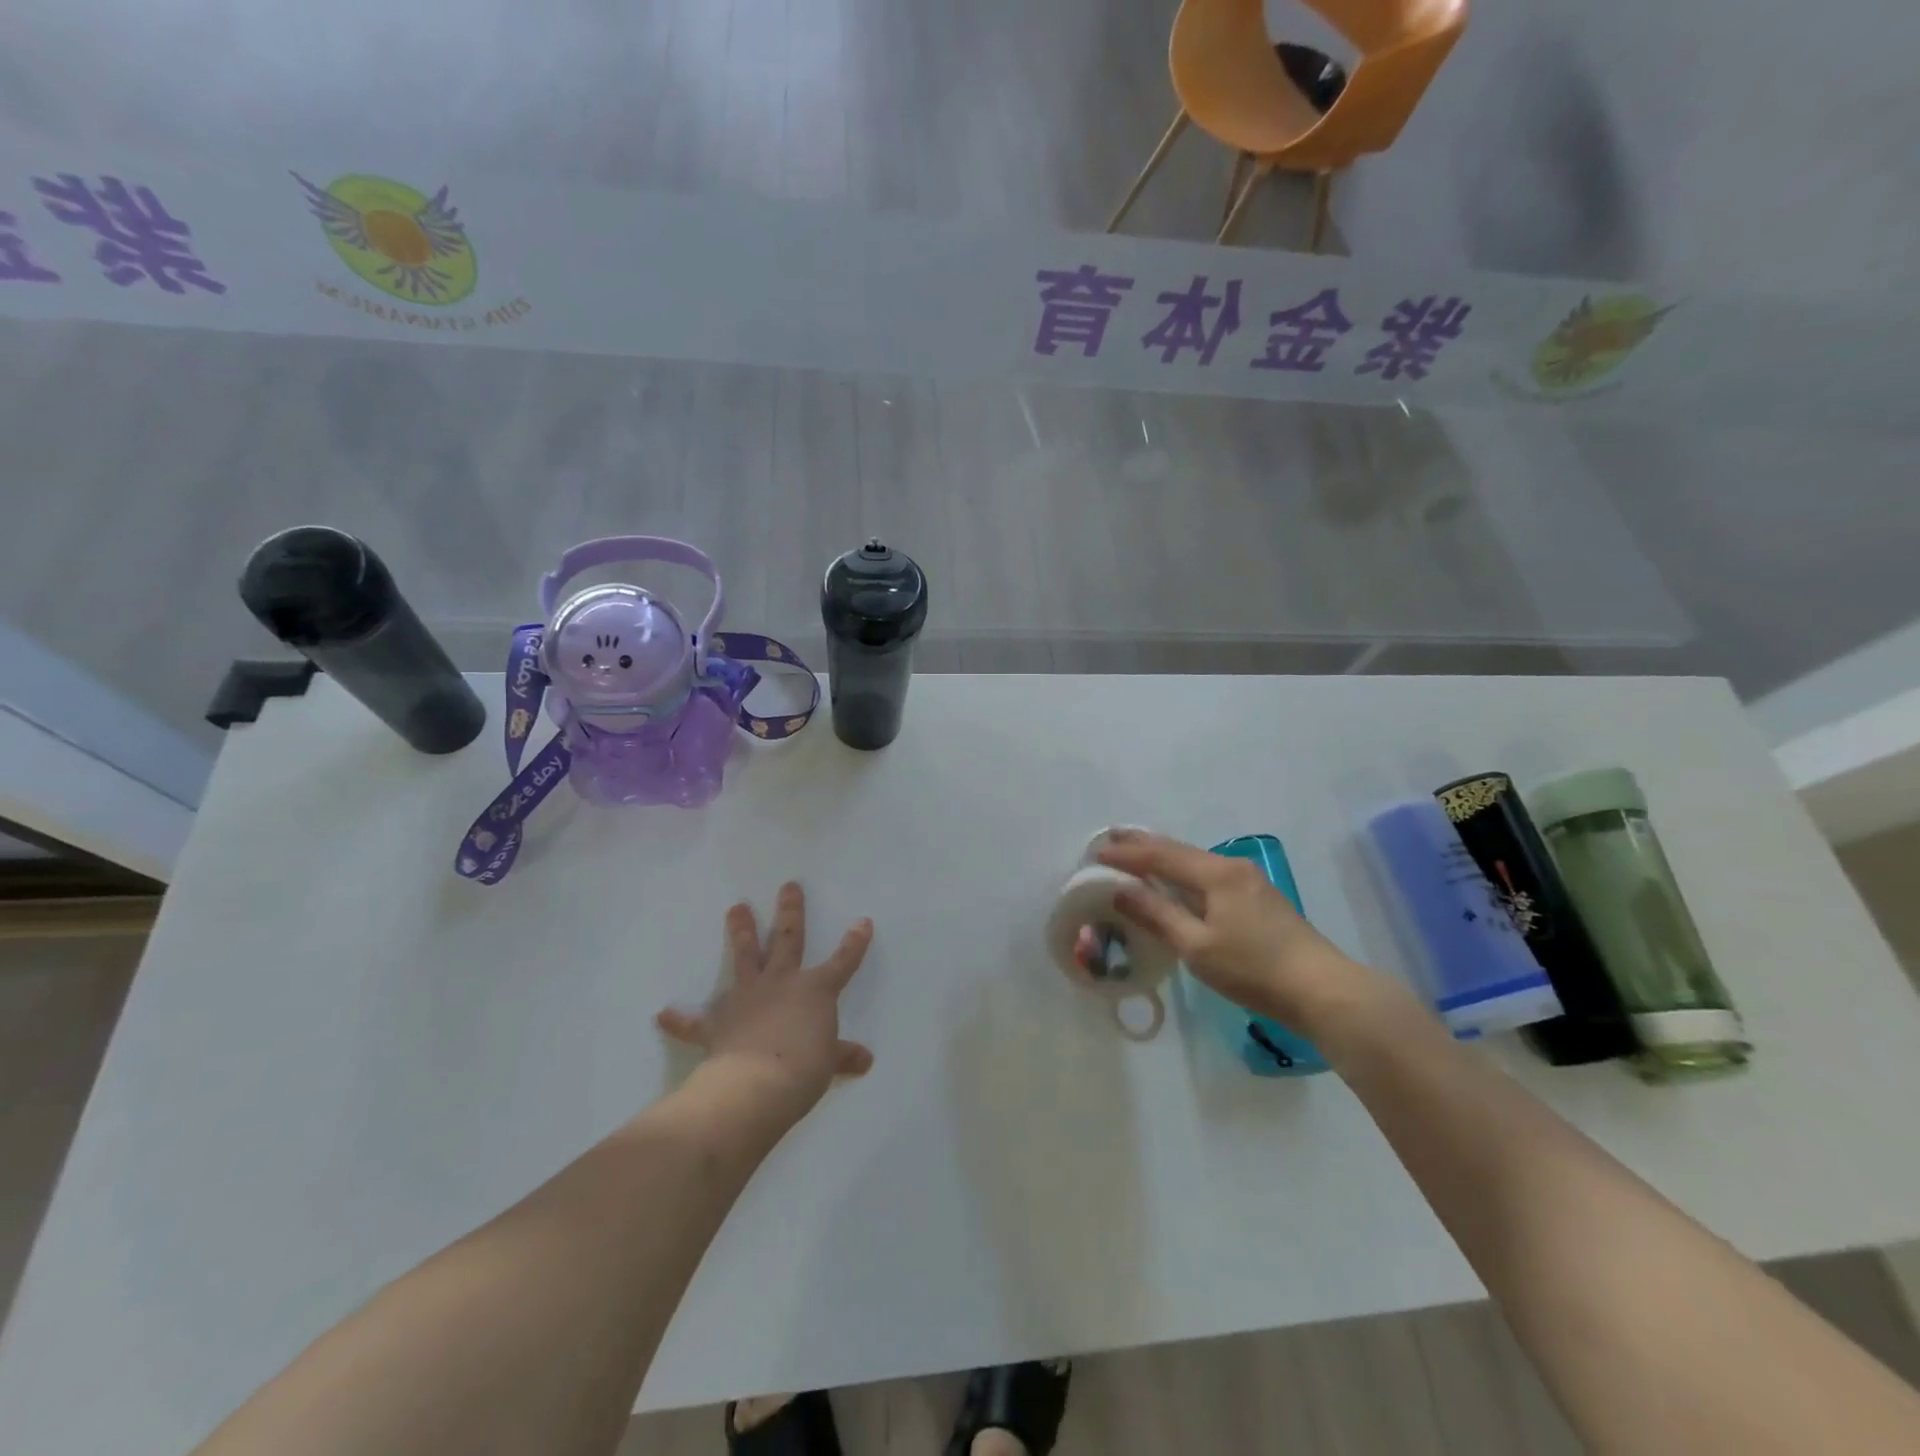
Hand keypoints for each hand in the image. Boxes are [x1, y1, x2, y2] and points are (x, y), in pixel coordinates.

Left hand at [656, 883, 873, 1114]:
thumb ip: (843, 1056)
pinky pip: (695, 1021)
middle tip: (788, 886)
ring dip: (740, 932)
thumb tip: (865, 1059)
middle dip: (790, 912)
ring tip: (735, 908)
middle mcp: (781, 983)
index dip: (854, 942)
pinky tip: (663, 1014)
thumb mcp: (829, 1062)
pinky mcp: (718, 1022)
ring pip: (745, 957)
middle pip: (787, 940)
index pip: (842, 961)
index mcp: (815, 990)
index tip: (862, 921)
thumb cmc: (803, 1068)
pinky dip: (680, 1019)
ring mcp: (747, 998)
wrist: (756, 1084)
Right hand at [1098, 830, 1373, 1031]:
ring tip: (1137, 855)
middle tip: (1111, 837)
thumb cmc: (1254, 969)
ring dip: (1164, 859)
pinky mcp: (1259, 901)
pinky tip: (1177, 883)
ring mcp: (1250, 883)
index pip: (1161, 856)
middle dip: (1144, 845)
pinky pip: (1209, 877)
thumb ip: (1157, 914)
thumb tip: (1119, 890)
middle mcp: (1233, 868)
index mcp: (1216, 874)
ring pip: (1196, 863)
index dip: (1126, 854)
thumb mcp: (1197, 946)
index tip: (1094, 853)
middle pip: (1180, 851)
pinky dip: (1183, 875)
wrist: (1323, 990)